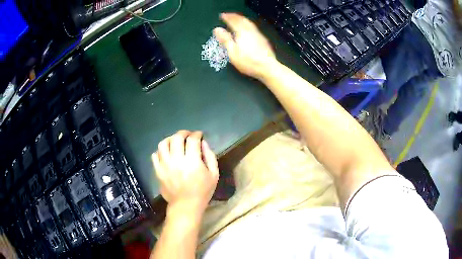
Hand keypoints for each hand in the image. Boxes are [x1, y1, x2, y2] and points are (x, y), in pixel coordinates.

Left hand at [152, 131, 218, 213]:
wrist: (185, 206)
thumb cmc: (202, 191)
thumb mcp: (214, 174)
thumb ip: (210, 156)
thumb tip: (203, 143)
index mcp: (192, 161)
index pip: (192, 140)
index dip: (197, 134)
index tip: (199, 135)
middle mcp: (177, 160)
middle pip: (176, 138)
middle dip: (183, 133)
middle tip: (188, 135)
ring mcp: (165, 165)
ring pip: (163, 144)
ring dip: (170, 139)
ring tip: (175, 142)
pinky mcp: (158, 171)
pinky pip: (155, 155)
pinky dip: (160, 151)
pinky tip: (167, 154)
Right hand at [214, 13, 277, 79]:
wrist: (267, 67)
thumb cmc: (248, 61)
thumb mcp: (232, 52)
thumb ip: (225, 39)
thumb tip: (217, 29)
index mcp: (242, 32)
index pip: (233, 21)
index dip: (227, 17)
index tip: (222, 15)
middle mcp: (251, 31)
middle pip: (242, 20)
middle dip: (235, 16)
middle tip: (229, 15)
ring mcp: (258, 35)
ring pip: (249, 23)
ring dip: (242, 19)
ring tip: (237, 19)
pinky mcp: (263, 40)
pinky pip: (253, 28)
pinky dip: (248, 24)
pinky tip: (248, 28)